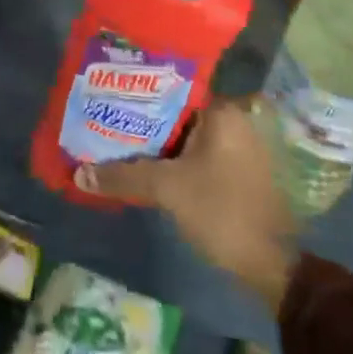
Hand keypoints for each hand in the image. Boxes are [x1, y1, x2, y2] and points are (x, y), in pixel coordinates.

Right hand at [77, 97, 298, 312]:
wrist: (272, 266)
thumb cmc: (222, 211)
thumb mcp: (168, 190)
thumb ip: (124, 176)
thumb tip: (80, 174)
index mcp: (222, 110)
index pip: (172, 87)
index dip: (138, 92)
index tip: (109, 95)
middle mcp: (234, 118)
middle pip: (178, 111)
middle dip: (144, 119)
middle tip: (108, 119)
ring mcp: (239, 144)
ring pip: (187, 134)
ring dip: (158, 141)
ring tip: (119, 140)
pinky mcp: (239, 168)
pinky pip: (198, 151)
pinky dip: (175, 157)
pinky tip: (147, 165)